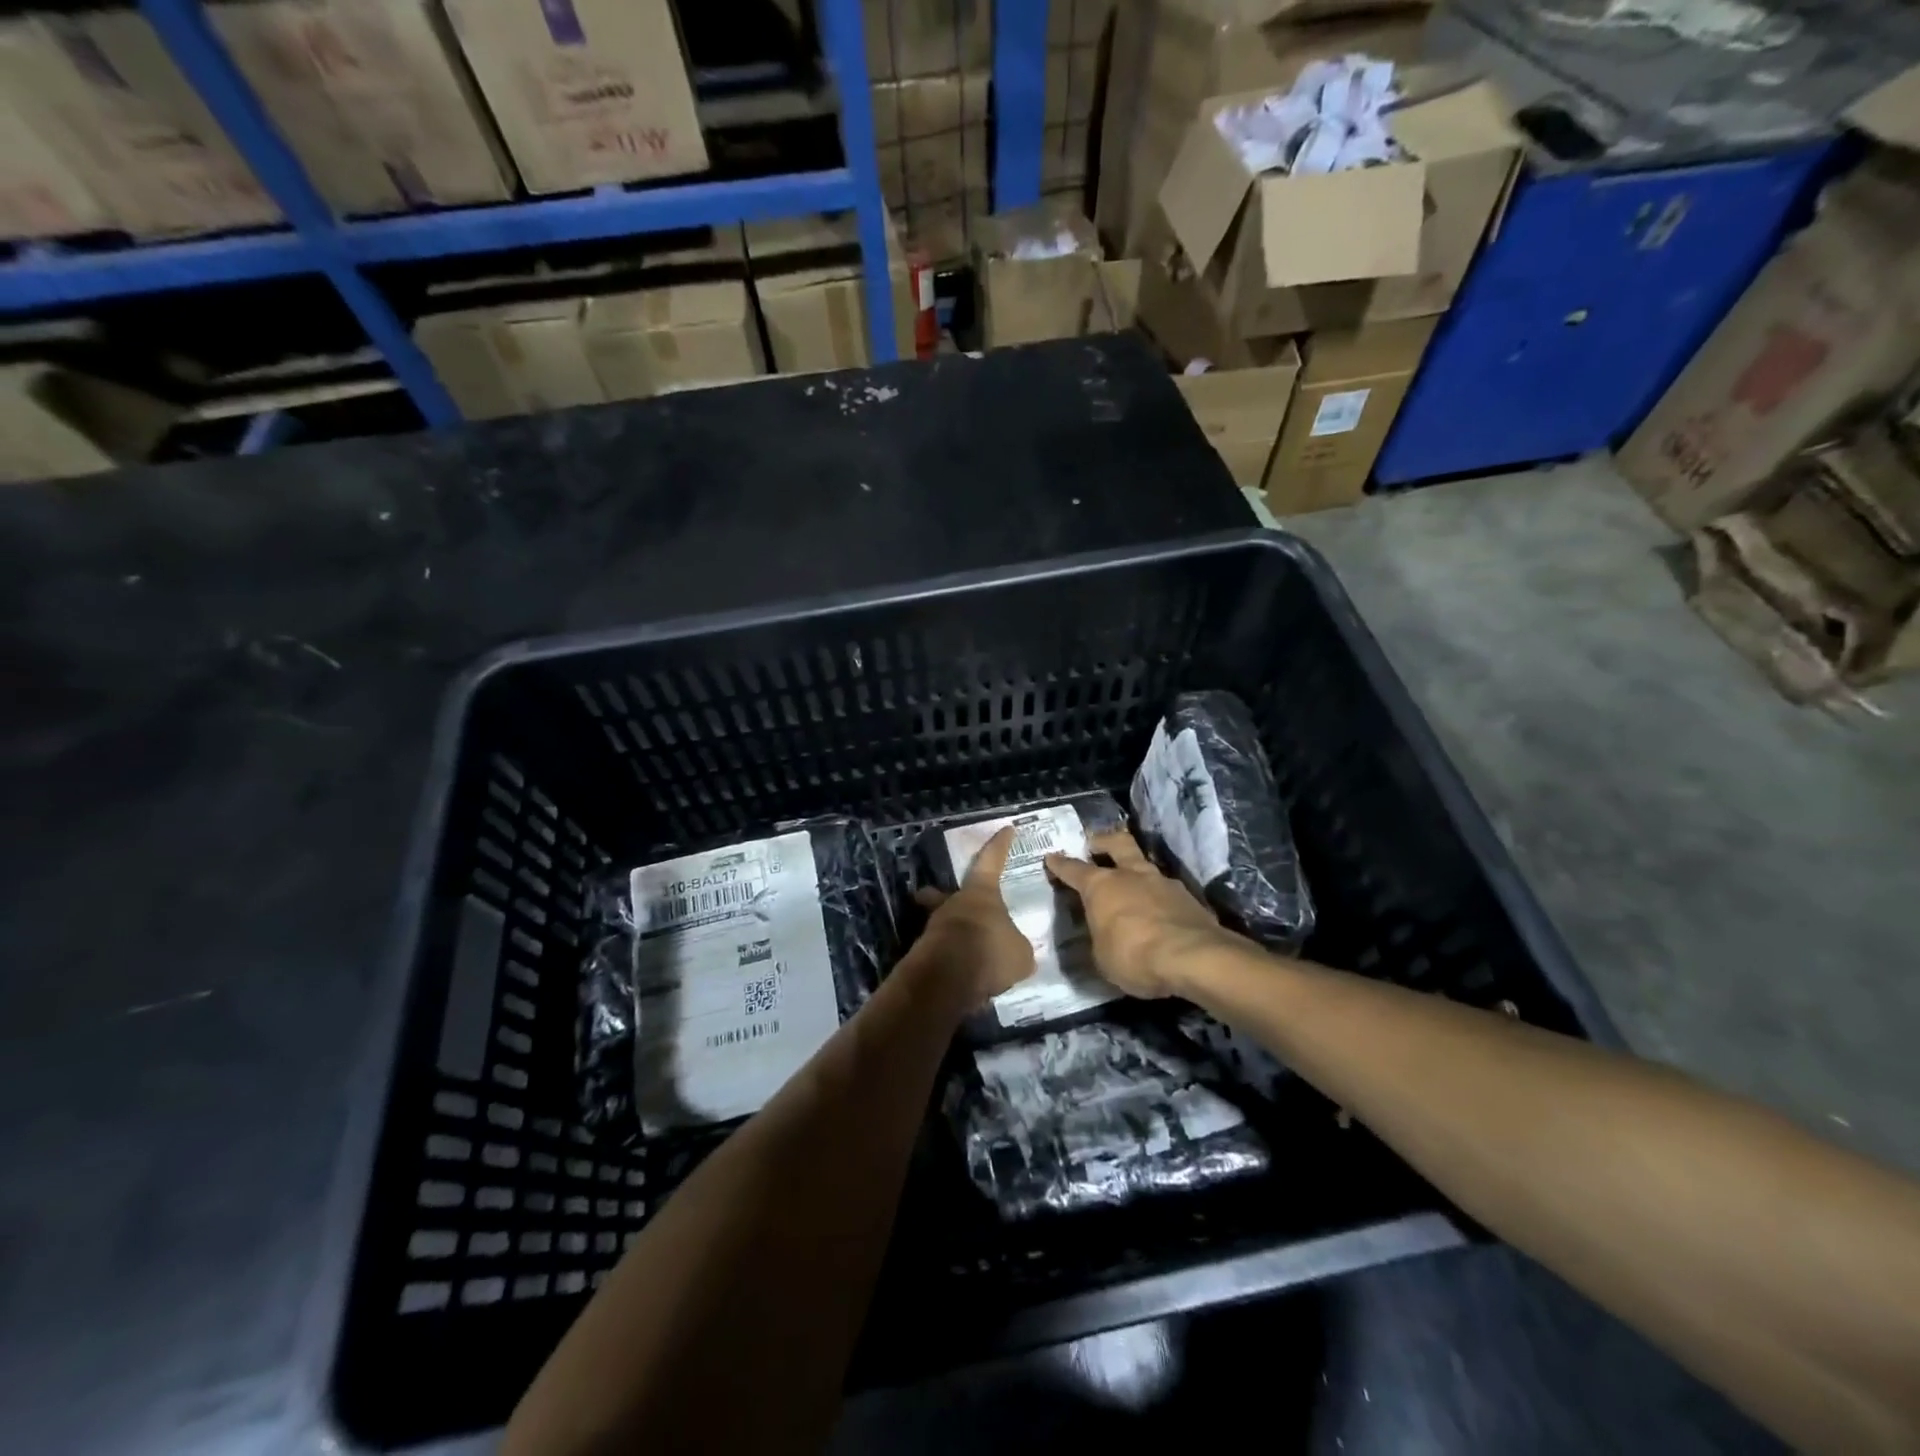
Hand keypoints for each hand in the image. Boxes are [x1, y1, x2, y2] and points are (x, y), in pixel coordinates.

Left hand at [909, 826, 1035, 1010]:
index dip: (1000, 845)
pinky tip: (962, 975)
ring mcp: (934, 927)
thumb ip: (1017, 947)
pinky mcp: (923, 954)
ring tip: (968, 954)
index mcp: (981, 893)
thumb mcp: (1019, 953)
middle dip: (942, 894)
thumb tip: (1015, 953)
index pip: (992, 860)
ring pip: (942, 924)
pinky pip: (940, 952)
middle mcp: (954, 903)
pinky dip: (949, 960)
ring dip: (952, 934)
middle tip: (944, 898)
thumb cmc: (990, 951)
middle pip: (944, 892)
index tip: (1006, 829)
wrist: (948, 978)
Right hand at [1045, 829, 1243, 998]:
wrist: (1194, 958)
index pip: (1074, 870)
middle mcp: (1131, 875)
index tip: (1051, 857)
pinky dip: (1159, 898)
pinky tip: (1159, 913)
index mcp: (1101, 886)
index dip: (1060, 864)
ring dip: (1136, 872)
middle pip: (1117, 843)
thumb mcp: (1102, 957)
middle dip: (1103, 841)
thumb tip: (1102, 934)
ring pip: (1145, 866)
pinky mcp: (1189, 898)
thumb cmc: (1134, 957)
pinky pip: (1167, 891)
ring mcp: (1163, 883)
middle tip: (1095, 843)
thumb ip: (1099, 938)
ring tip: (1132, 887)